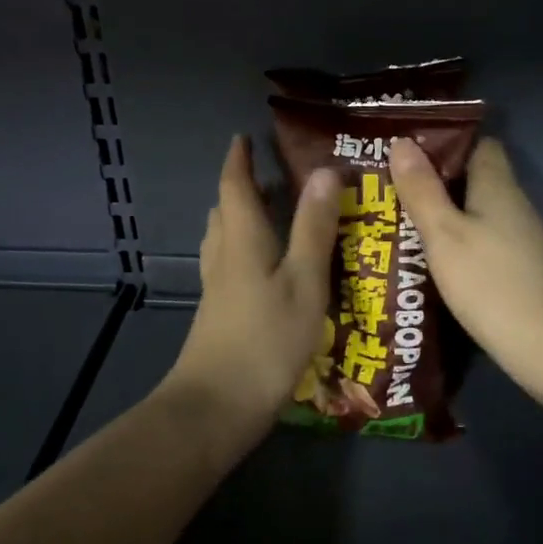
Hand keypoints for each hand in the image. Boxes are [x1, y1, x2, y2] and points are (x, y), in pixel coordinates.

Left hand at [162, 135, 341, 441]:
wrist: (217, 406)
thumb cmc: (266, 339)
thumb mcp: (304, 281)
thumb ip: (314, 228)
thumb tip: (324, 171)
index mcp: (243, 241)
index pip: (234, 188)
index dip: (238, 160)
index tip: (243, 137)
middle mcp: (224, 258)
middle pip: (224, 212)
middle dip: (240, 189)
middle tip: (267, 175)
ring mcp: (218, 290)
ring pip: (223, 241)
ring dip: (238, 219)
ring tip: (266, 214)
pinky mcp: (219, 315)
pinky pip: (229, 266)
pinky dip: (243, 251)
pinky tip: (264, 269)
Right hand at [388, 136, 542, 404]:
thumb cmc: (491, 283)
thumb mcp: (444, 234)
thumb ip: (422, 190)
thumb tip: (402, 142)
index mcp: (497, 186)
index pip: (478, 144)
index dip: (444, 143)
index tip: (405, 151)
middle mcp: (512, 206)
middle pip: (472, 179)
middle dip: (433, 181)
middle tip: (386, 189)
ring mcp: (518, 240)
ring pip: (474, 213)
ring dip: (441, 214)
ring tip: (394, 221)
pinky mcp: (517, 270)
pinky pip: (480, 242)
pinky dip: (455, 244)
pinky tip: (426, 260)